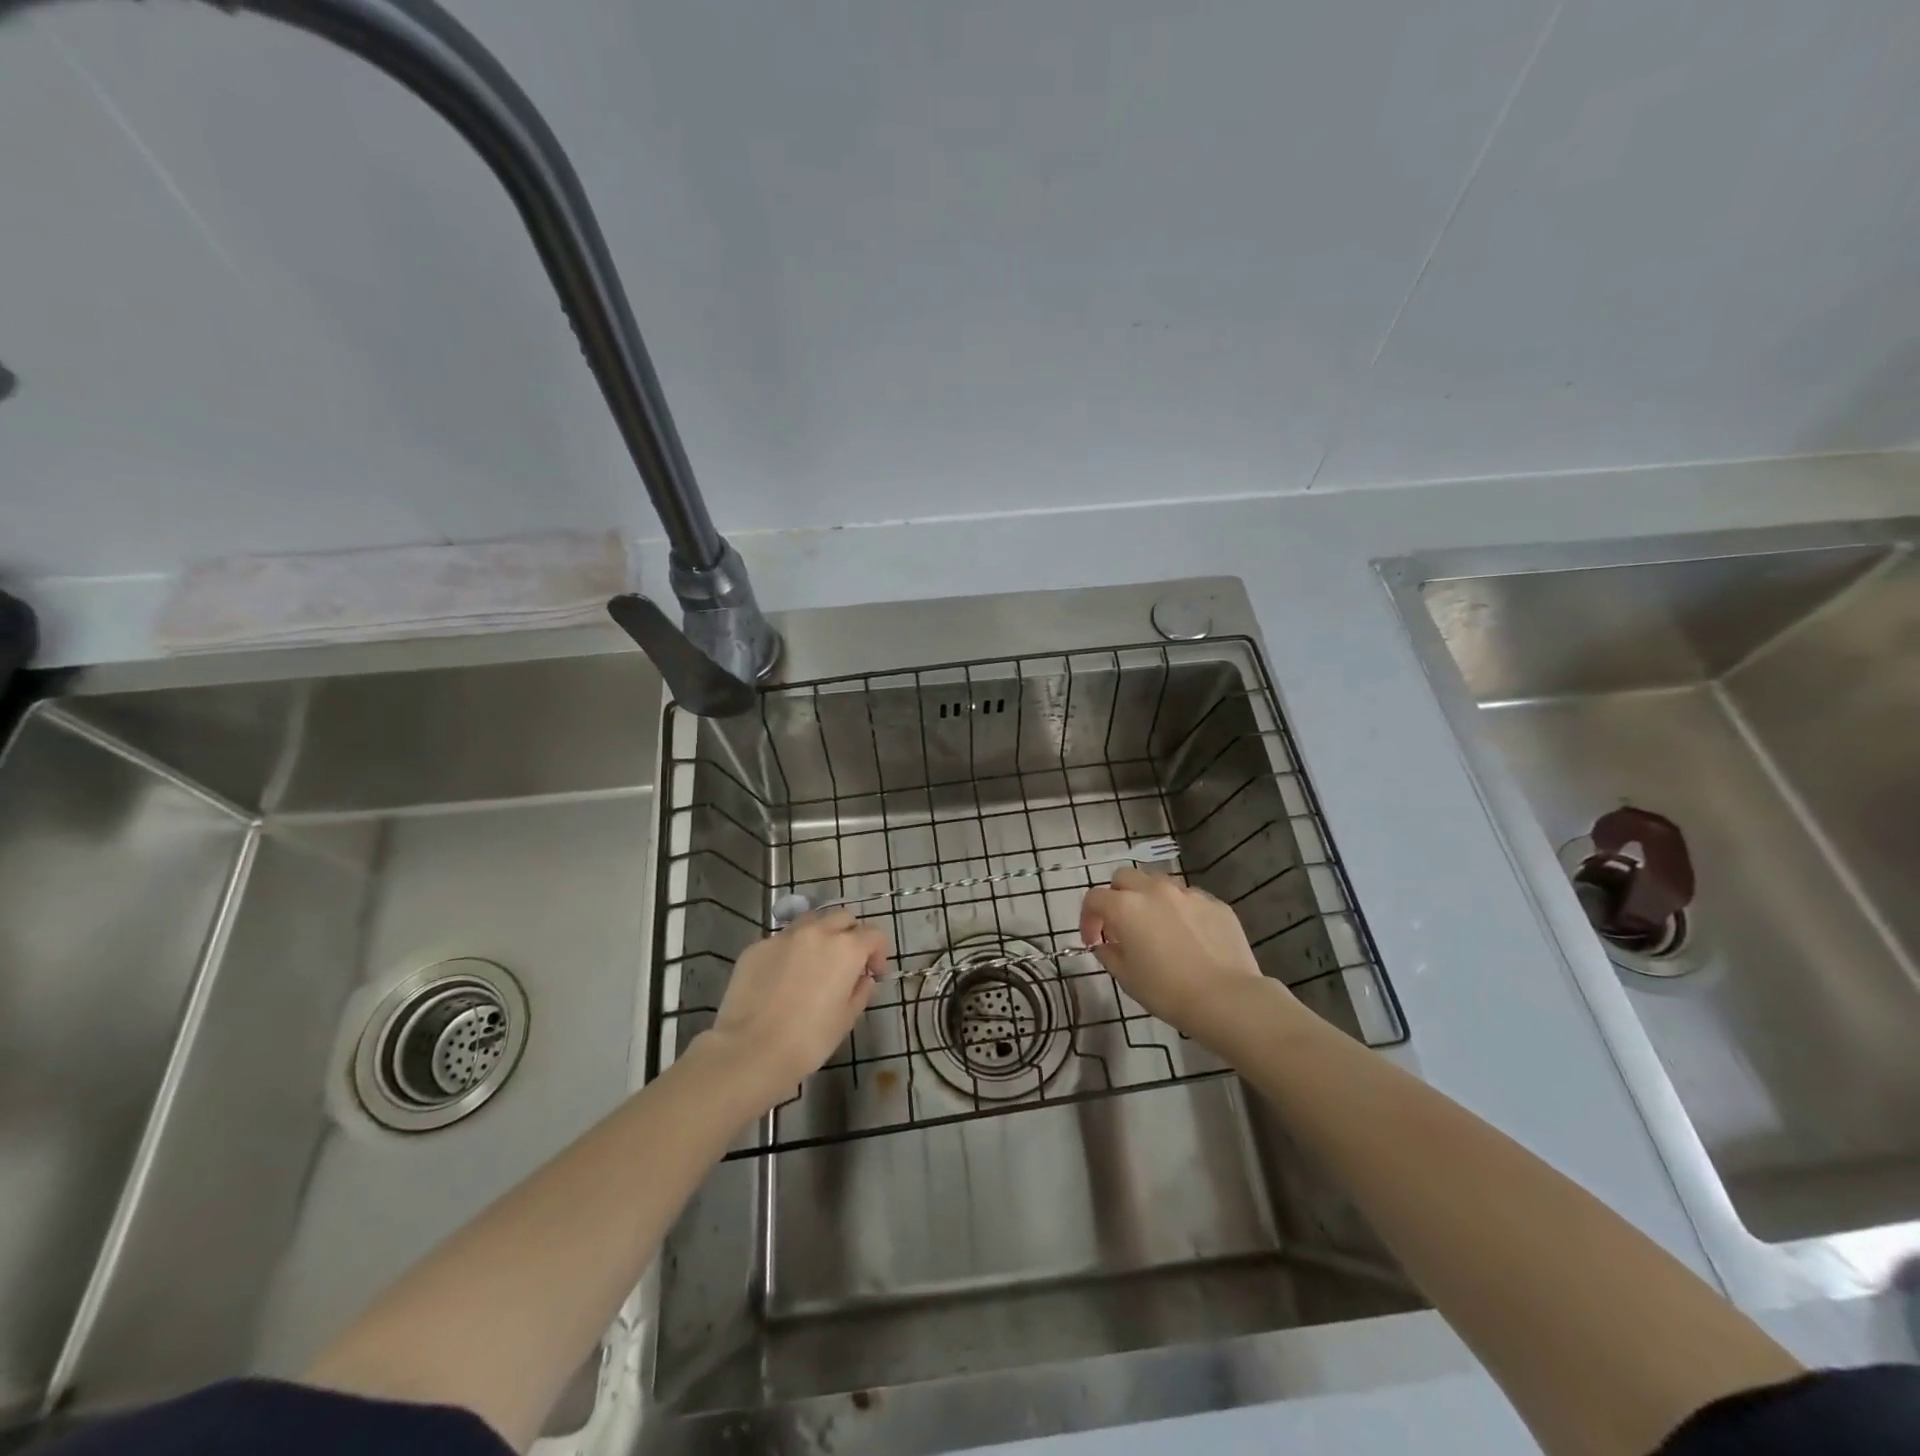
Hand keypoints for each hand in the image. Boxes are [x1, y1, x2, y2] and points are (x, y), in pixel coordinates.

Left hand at [702, 909, 888, 1108]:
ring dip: (820, 936)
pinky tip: (783, 978)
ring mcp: (783, 936)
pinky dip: (790, 952)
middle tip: (847, 963)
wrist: (751, 1050)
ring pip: (810, 922)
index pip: (873, 935)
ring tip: (814, 963)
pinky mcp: (756, 947)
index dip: (879, 954)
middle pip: (842, 918)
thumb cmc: (809, 1040)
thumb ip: (861, 991)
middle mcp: (816, 932)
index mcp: (845, 948)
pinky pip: (781, 941)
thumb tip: (862, 979)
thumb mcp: (847, 1019)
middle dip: (851, 935)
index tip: (874, 975)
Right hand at [1079, 867, 1289, 1045]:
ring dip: (1149, 900)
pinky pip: (1189, 899)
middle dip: (1116, 897)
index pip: (1094, 898)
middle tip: (1122, 925)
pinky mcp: (1215, 903)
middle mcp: (1154, 890)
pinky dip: (1180, 911)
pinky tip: (1189, 937)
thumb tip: (1105, 943)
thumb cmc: (1167, 991)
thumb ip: (1108, 954)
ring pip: (1158, 883)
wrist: (1226, 998)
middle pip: (1124, 878)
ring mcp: (1188, 893)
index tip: (1094, 941)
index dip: (1088, 919)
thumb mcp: (1126, 978)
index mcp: (1126, 906)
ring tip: (1157, 928)